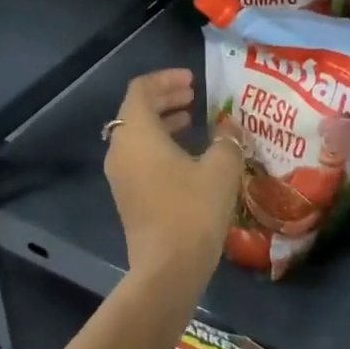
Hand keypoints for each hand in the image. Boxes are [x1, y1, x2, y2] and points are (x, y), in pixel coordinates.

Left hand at [103, 69, 244, 286]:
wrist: (168, 269)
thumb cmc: (193, 209)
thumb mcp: (221, 167)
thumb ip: (227, 138)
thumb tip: (228, 125)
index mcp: (138, 133)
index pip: (141, 89)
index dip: (166, 79)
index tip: (193, 81)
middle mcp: (121, 149)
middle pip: (136, 110)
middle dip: (165, 98)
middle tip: (194, 95)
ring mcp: (120, 175)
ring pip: (137, 134)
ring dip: (162, 122)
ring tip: (192, 121)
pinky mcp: (128, 195)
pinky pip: (139, 156)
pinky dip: (159, 144)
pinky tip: (188, 155)